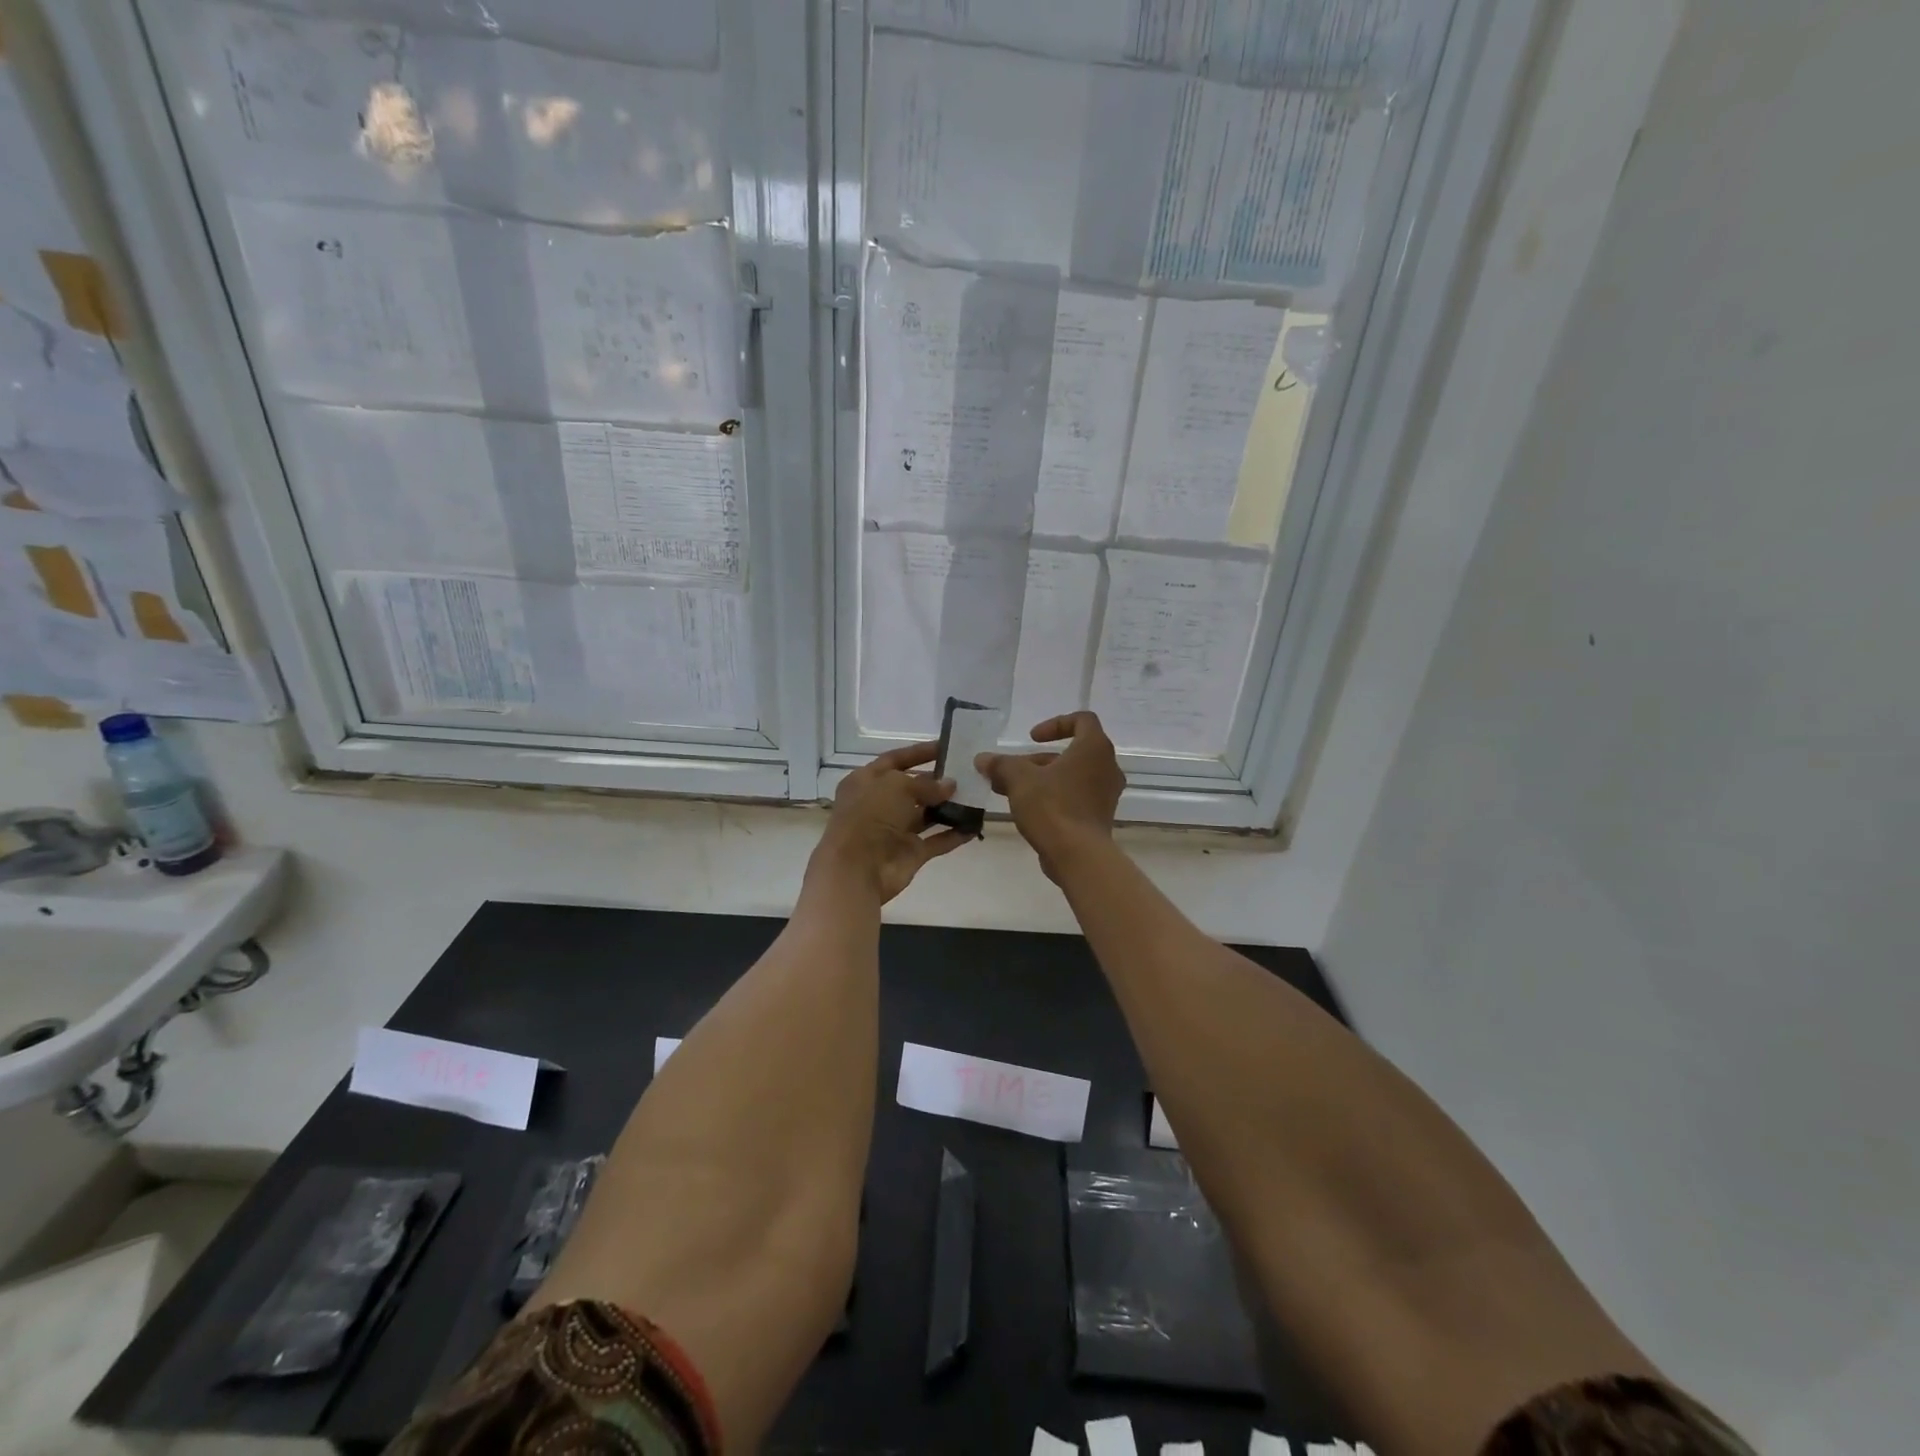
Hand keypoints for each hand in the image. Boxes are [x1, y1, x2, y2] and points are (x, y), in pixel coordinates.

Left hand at [811, 740, 971, 902]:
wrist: (857, 869)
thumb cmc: (870, 816)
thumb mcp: (896, 786)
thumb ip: (926, 784)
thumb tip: (949, 785)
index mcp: (866, 781)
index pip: (895, 760)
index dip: (919, 753)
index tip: (947, 747)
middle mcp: (879, 804)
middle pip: (912, 787)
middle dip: (938, 781)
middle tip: (968, 773)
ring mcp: (895, 830)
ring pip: (926, 814)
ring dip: (949, 807)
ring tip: (976, 796)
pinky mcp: (910, 853)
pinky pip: (937, 840)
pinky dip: (954, 834)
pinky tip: (975, 825)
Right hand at [975, 712, 1123, 881]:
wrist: (1078, 856)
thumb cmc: (1053, 807)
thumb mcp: (1019, 780)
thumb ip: (1001, 765)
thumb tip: (982, 759)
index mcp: (1094, 748)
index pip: (1082, 720)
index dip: (1055, 724)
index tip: (1032, 738)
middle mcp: (1107, 767)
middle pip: (1072, 752)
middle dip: (1038, 759)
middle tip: (1011, 771)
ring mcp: (1106, 795)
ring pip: (1071, 777)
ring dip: (1042, 779)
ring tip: (1010, 791)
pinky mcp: (1099, 817)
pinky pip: (1075, 797)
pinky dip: (1053, 797)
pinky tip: (1026, 810)